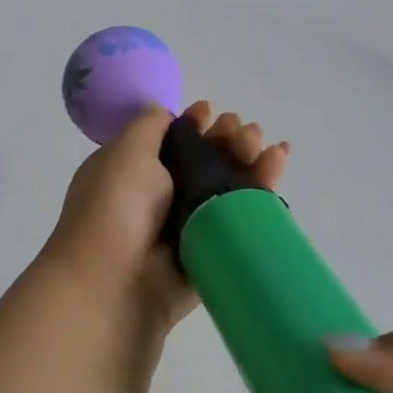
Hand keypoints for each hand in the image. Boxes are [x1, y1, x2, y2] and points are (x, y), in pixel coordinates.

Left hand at [42, 102, 288, 338]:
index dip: (194, 123)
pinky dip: (261, 191)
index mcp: (133, 171)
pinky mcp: (213, 250)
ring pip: (227, 186)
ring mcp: (188, 225)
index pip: (171, 141)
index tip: (211, 112)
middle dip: (227, 139)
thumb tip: (162, 111)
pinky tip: (277, 163)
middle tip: (244, 132)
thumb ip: (148, 126)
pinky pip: (241, 216)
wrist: (115, 280)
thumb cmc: (115, 206)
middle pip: (205, 160)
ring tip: (267, 145)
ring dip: (249, 159)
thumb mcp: (125, 151)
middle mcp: (160, 197)